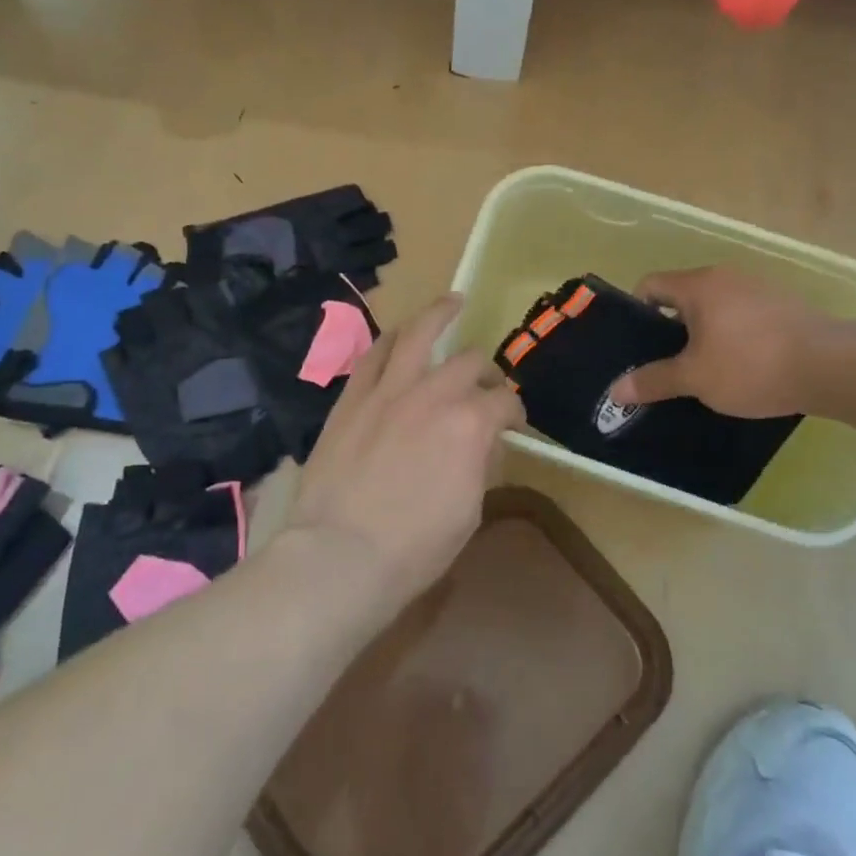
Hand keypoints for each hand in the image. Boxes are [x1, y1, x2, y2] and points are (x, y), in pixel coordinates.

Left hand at [281, 296, 525, 607]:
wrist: (340, 554)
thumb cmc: (415, 547)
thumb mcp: (469, 512)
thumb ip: (479, 466)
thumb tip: (481, 445)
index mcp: (470, 424)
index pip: (504, 403)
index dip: (515, 412)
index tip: (513, 425)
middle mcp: (433, 393)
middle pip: (470, 364)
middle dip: (485, 373)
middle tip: (485, 386)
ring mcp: (388, 389)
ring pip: (418, 334)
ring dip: (439, 314)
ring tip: (453, 301)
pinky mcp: (353, 397)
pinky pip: (374, 355)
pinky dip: (392, 339)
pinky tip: (400, 334)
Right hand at [608, 267, 855, 417]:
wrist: (832, 366)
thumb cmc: (751, 365)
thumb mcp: (695, 378)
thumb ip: (653, 381)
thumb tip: (615, 390)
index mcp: (698, 285)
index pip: (650, 284)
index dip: (636, 312)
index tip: (636, 345)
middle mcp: (726, 277)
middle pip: (682, 296)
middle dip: (669, 329)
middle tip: (663, 363)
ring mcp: (758, 289)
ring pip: (714, 307)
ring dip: (702, 333)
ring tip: (701, 370)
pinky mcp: (783, 306)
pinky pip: (742, 316)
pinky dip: (731, 336)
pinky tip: (740, 367)